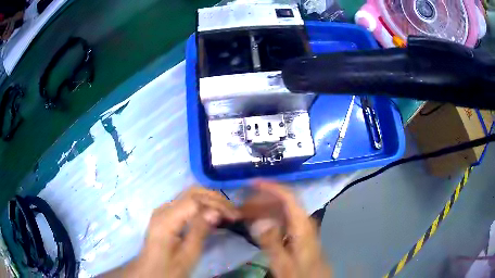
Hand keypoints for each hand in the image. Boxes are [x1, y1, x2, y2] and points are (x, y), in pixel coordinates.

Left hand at [103, 187, 239, 277]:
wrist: (149, 272)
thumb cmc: (169, 268)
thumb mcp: (187, 255)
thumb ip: (199, 231)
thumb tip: (216, 211)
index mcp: (166, 219)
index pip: (194, 200)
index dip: (216, 204)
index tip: (234, 215)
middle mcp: (163, 209)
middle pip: (192, 192)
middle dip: (215, 198)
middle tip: (233, 212)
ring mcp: (163, 210)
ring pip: (189, 195)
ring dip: (209, 200)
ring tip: (227, 212)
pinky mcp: (165, 215)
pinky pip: (185, 203)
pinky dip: (202, 204)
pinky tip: (211, 213)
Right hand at [243, 181, 331, 277]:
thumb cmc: (299, 272)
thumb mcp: (283, 262)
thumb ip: (271, 242)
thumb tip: (258, 220)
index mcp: (302, 225)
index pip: (288, 197)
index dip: (271, 187)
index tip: (252, 183)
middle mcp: (303, 221)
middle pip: (283, 203)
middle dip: (261, 200)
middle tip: (241, 205)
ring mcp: (301, 227)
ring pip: (281, 211)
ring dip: (263, 209)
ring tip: (245, 214)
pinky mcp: (298, 234)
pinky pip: (282, 220)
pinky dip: (268, 219)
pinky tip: (256, 225)